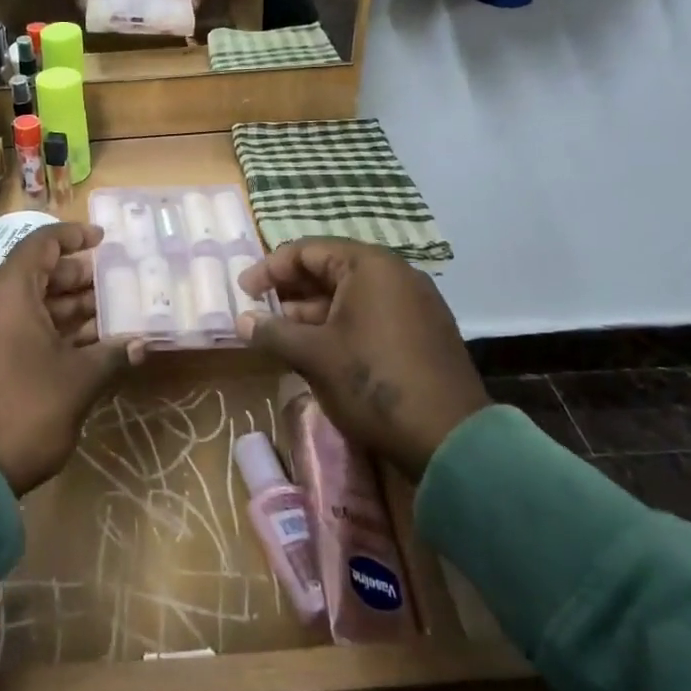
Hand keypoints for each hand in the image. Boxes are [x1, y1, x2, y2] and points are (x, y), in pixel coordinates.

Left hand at [0, 223, 143, 495]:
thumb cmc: (25, 411)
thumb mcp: (77, 382)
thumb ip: (111, 355)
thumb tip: (142, 344)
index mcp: (7, 295)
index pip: (40, 245)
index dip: (73, 237)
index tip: (103, 240)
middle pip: (35, 275)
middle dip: (77, 277)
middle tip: (115, 283)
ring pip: (27, 306)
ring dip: (66, 308)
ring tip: (108, 314)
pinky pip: (15, 330)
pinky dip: (47, 331)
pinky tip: (82, 345)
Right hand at [235, 239, 487, 477]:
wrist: (449, 439)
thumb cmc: (372, 382)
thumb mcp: (313, 355)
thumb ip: (273, 332)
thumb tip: (241, 321)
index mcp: (369, 266)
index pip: (307, 251)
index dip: (269, 269)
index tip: (243, 292)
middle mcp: (395, 274)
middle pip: (330, 269)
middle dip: (290, 290)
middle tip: (259, 312)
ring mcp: (414, 303)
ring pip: (350, 295)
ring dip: (312, 311)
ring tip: (282, 334)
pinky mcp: (422, 332)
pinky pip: (371, 314)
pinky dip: (340, 324)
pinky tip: (318, 349)